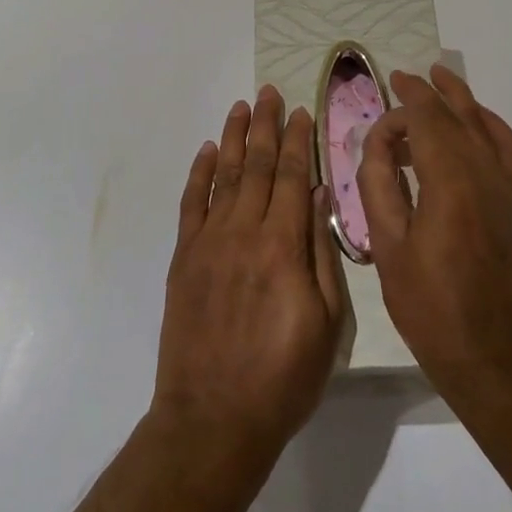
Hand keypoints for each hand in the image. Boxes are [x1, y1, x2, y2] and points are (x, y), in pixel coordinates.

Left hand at [153, 86, 347, 460]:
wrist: (213, 419)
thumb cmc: (283, 378)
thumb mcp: (327, 324)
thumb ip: (323, 255)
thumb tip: (321, 197)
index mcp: (283, 246)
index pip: (293, 177)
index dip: (298, 141)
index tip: (301, 111)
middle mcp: (244, 232)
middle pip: (258, 166)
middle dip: (266, 125)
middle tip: (269, 92)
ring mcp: (209, 242)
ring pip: (224, 175)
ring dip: (234, 137)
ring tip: (241, 106)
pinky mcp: (184, 258)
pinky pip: (191, 204)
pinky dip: (199, 174)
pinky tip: (207, 151)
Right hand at [355, 66, 511, 411]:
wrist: (490, 353)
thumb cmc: (429, 305)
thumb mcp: (386, 245)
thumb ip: (379, 184)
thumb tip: (379, 142)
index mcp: (449, 181)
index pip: (427, 120)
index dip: (402, 105)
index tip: (380, 110)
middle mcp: (484, 172)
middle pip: (456, 114)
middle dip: (428, 92)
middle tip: (403, 79)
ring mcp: (506, 186)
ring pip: (485, 124)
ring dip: (461, 99)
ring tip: (440, 79)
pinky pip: (508, 147)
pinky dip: (491, 124)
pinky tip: (477, 122)